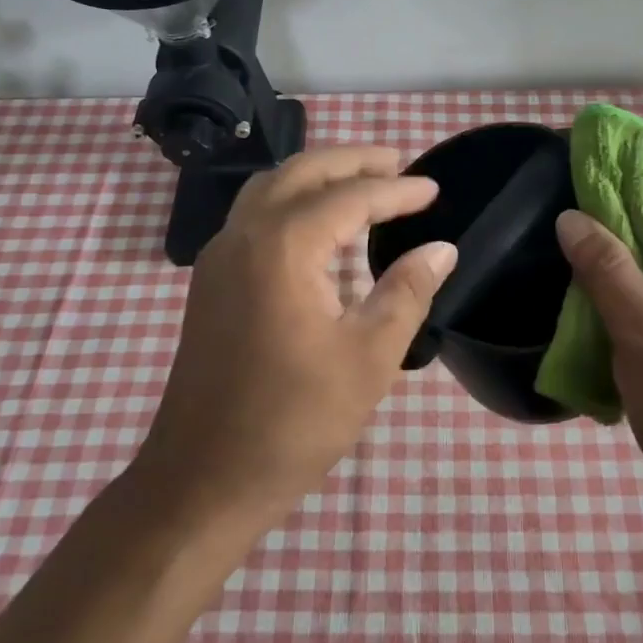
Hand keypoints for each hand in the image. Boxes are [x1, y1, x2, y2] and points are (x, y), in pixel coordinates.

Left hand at [138, 146, 457, 526]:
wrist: (201, 480)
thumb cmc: (293, 422)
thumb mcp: (368, 358)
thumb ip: (406, 292)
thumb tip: (441, 248)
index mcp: (282, 247)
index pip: (349, 197)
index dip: (396, 190)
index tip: (434, 189)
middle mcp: (244, 235)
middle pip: (302, 173)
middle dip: (352, 161)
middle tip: (398, 163)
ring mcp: (219, 257)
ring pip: (271, 188)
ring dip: (318, 176)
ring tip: (363, 181)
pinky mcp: (211, 281)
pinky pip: (255, 215)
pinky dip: (293, 201)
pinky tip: (320, 226)